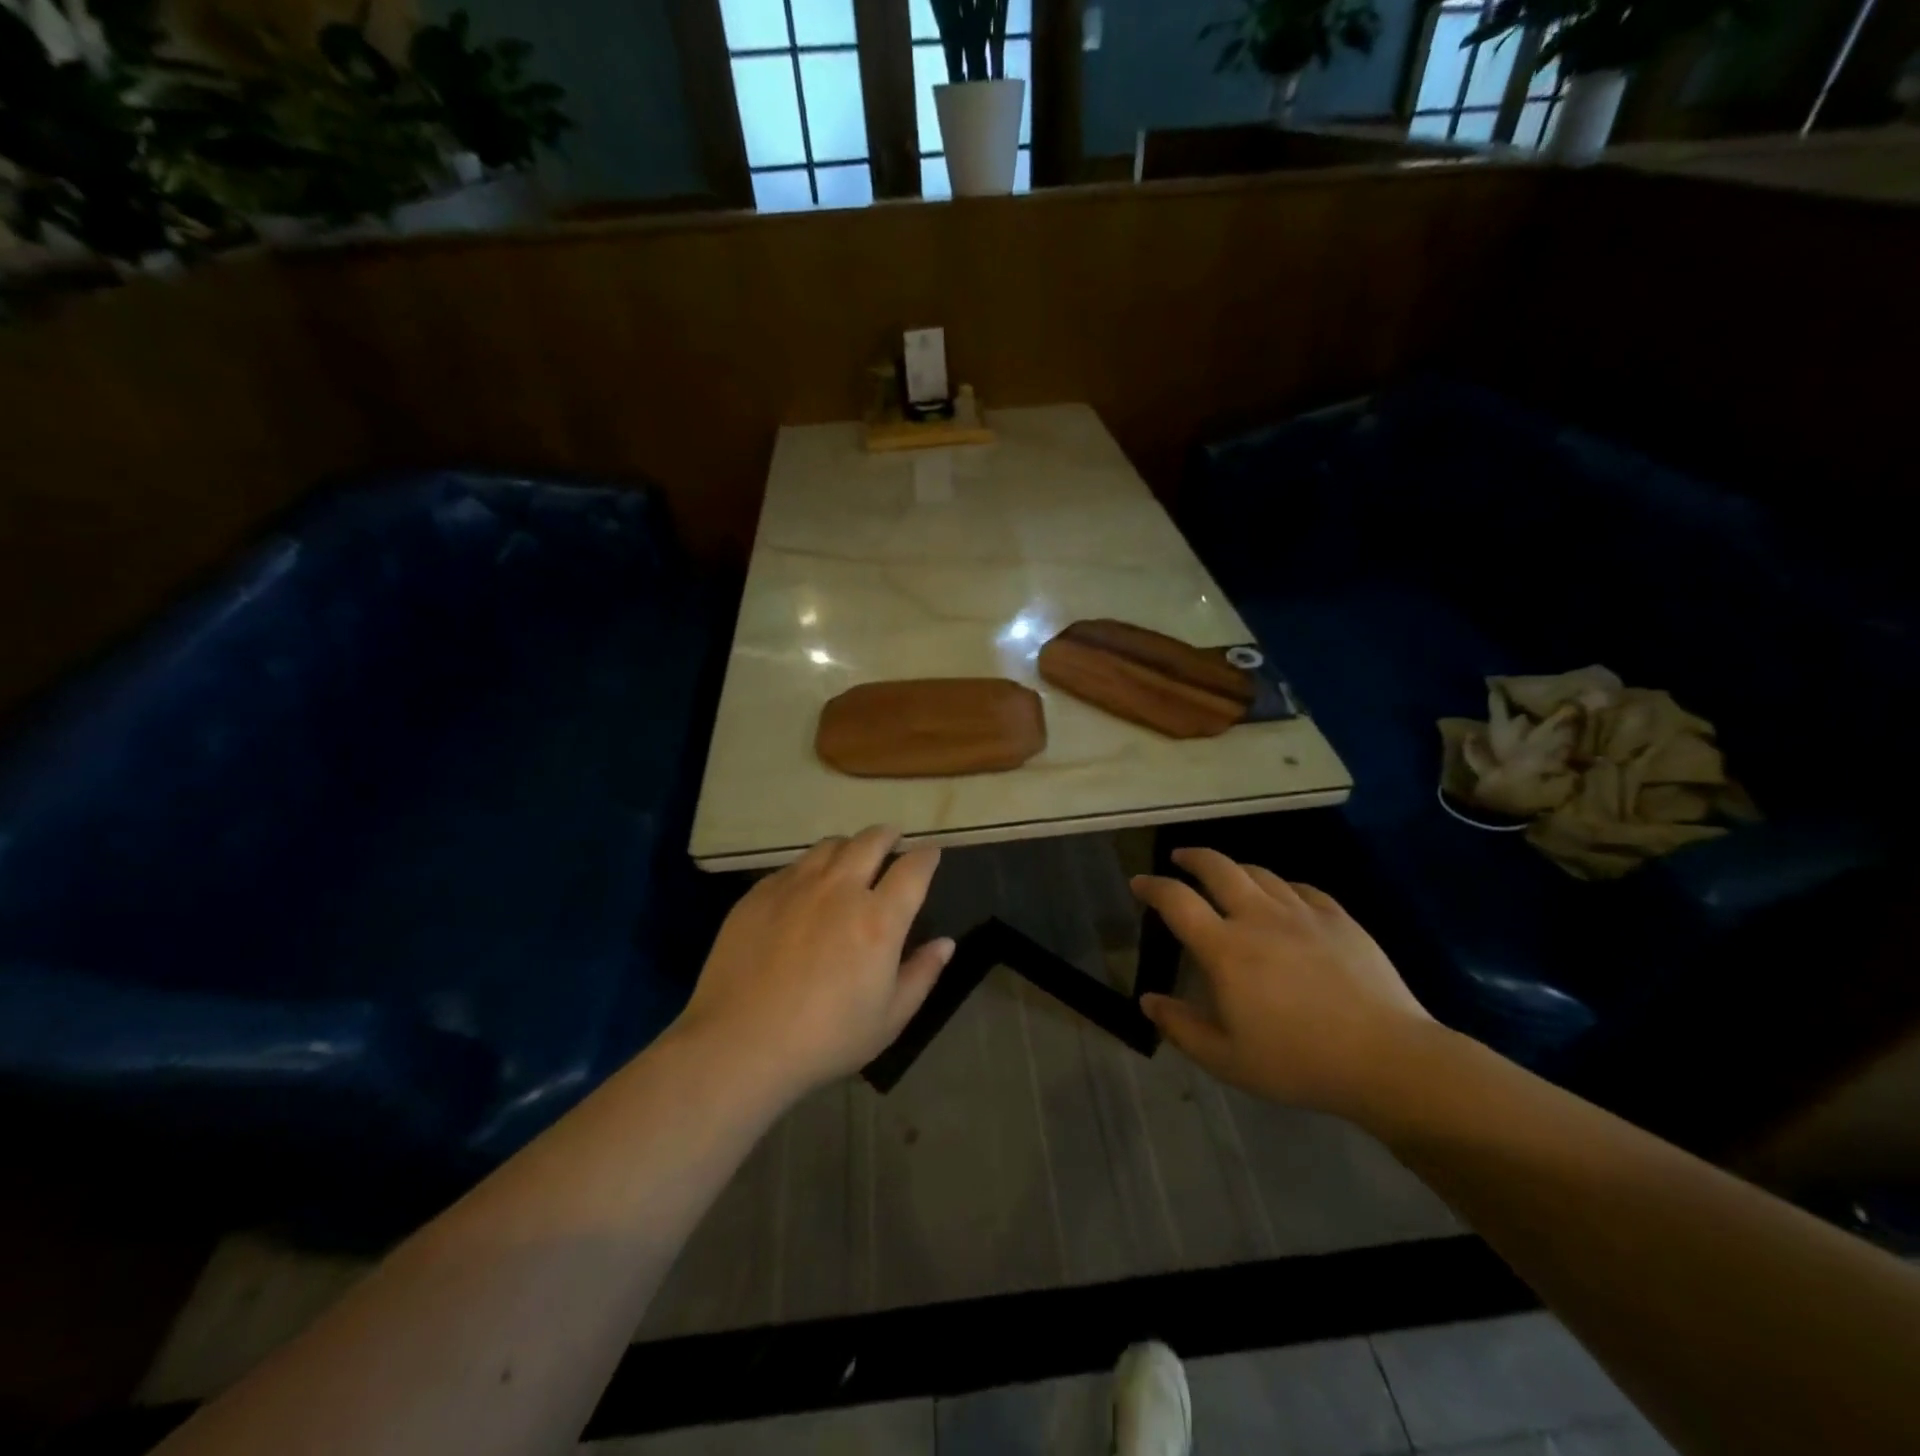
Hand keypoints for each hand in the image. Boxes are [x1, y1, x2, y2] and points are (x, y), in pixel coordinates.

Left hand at [679, 826, 952, 1096]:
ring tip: (852, 855)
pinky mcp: (760, 893)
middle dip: (888, 835)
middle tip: (893, 839)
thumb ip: (921, 975)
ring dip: (850, 845)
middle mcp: (840, 889)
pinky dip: (812, 866)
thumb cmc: (825, 1039)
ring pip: (830, 845)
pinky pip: (794, 865)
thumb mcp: (889, 1019)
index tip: (931, 852)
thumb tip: (945, 943)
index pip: (913, 869)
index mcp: (879, 919)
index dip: (927, 856)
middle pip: (871, 841)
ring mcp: (796, 886)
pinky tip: (808, 885)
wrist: (739, 1044)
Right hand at [1132, 849, 1434, 1117]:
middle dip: (1191, 857)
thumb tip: (1148, 1000)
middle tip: (1179, 858)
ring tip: (1226, 876)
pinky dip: (1280, 886)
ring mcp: (1301, 913)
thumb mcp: (1226, 1059)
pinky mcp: (1338, 918)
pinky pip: (1300, 888)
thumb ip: (1180, 1027)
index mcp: (1225, 948)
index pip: (1176, 901)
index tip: (1139, 883)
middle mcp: (1258, 917)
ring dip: (1234, 868)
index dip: (1152, 887)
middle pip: (1217, 867)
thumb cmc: (1297, 1062)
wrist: (1386, 1058)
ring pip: (1259, 872)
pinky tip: (1281, 898)